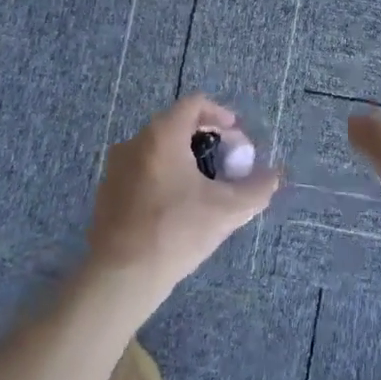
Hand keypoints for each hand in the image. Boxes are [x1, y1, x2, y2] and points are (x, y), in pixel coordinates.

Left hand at [88, 95, 280, 305]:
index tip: (237, 138)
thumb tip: (273, 176)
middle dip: (206, 139)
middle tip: (226, 164)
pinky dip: (163, 176)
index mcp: (162, 134)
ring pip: (158, 149)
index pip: (194, 103)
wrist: (121, 276)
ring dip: (184, 159)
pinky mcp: (107, 191)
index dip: (221, 115)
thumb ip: (257, 189)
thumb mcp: (227, 211)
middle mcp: (135, 141)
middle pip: (176, 124)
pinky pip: (142, 170)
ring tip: (205, 188)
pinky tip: (177, 207)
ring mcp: (116, 166)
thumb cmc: (176, 231)